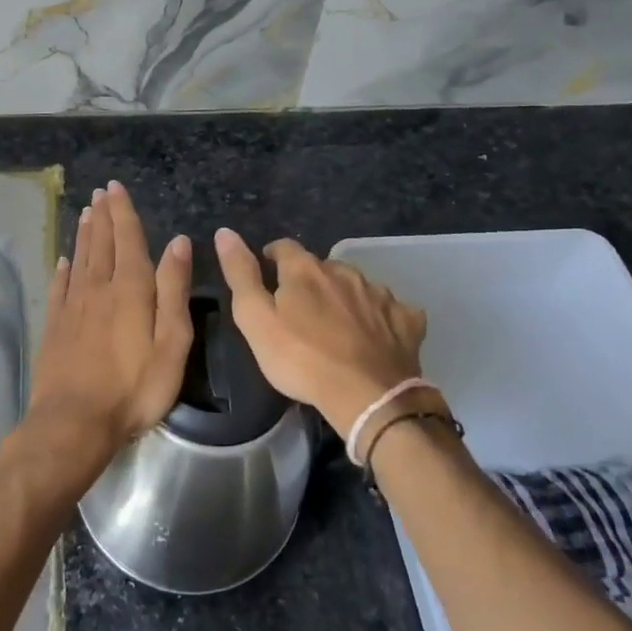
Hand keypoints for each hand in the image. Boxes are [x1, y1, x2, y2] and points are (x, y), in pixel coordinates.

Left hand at [26, 182, 193, 465]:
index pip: (127, 239)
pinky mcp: (55, 326)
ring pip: (80, 259)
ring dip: (85, 234)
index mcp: (130, 289)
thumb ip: (173, 290)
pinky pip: (59, 286)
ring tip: (87, 213)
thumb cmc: (133, 387)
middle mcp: (98, 288)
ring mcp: (73, 306)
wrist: (73, 422)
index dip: (122, 212)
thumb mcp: (171, 343)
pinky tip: (63, 260)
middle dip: (103, 216)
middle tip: (100, 192)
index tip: (115, 187)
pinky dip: (62, 269)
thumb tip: (178, 242)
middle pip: (101, 243)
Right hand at [214, 228, 426, 437]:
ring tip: (337, 324)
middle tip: (301, 309)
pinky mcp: (406, 319)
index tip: (268, 273)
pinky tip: (377, 335)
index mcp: (305, 269)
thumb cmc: (301, 359)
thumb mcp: (256, 319)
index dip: (273, 257)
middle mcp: (343, 271)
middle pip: (321, 266)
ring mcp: (379, 294)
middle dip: (310, 280)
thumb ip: (241, 274)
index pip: (283, 247)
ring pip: (356, 285)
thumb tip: (225, 232)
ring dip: (344, 296)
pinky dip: (381, 317)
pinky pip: (391, 309)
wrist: (368, 397)